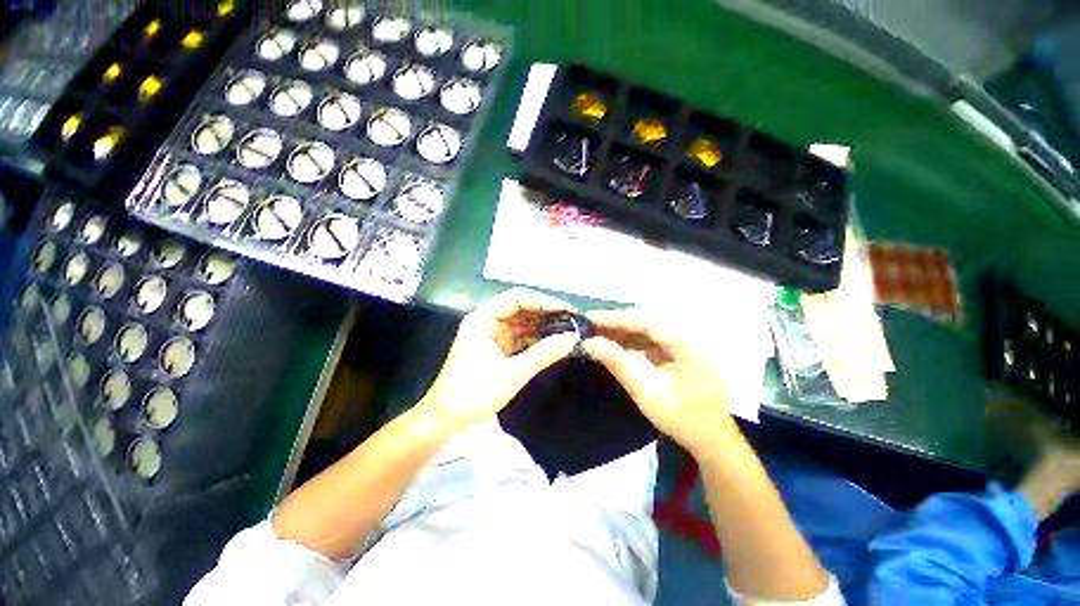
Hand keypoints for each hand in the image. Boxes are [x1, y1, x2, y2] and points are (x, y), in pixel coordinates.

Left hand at [418, 288, 579, 431]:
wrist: (445, 422)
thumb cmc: (474, 393)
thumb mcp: (513, 372)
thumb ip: (544, 353)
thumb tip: (573, 338)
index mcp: (483, 319)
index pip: (517, 298)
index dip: (543, 302)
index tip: (566, 310)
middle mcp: (486, 322)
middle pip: (520, 309)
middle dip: (545, 314)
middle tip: (571, 321)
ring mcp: (490, 337)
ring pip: (520, 325)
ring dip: (541, 328)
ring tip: (567, 331)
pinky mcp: (494, 351)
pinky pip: (518, 339)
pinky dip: (534, 341)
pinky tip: (552, 344)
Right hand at [582, 308, 734, 456]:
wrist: (712, 443)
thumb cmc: (681, 419)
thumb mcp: (646, 391)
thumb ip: (618, 363)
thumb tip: (588, 343)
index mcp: (684, 345)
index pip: (646, 322)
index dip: (616, 318)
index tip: (590, 318)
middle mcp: (685, 340)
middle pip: (646, 324)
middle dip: (617, 324)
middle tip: (589, 327)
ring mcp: (682, 348)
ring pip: (647, 333)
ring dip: (622, 333)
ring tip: (597, 335)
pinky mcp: (677, 357)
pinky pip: (651, 344)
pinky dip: (631, 344)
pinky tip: (615, 346)